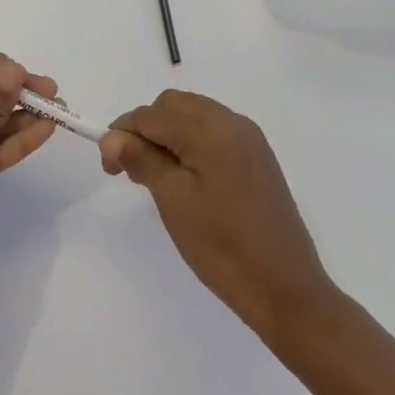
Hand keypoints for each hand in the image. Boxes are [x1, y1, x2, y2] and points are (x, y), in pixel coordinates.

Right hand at [101, 91, 336, 344]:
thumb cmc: (221, 244)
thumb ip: (140, 158)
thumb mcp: (172, 199)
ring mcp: (249, 139)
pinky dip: (191, 143)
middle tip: (131, 170)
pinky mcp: (258, 158)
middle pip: (172, 106)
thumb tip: (111, 136)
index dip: (121, 134)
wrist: (285, 288)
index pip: (150, 115)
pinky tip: (186, 177)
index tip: (108, 167)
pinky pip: (214, 132)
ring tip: (155, 175)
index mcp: (209, 128)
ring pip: (193, 116)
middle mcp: (231, 122)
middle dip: (145, 129)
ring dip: (167, 134)